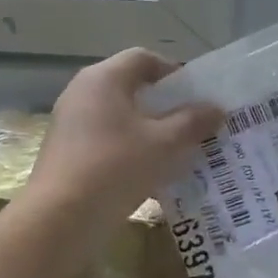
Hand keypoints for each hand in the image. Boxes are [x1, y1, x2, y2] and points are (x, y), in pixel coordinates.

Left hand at [28, 49, 222, 229]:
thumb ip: (193, 121)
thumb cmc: (116, 167)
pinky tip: (150, 172)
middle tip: (192, 123)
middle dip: (164, 104)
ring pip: (119, 116)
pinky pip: (106, 139)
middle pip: (131, 87)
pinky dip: (130, 148)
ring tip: (177, 150)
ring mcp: (70, 123)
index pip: (143, 58)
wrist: (61, 219)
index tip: (196, 96)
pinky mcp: (66, 152)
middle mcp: (82, 92)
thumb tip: (216, 108)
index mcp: (104, 79)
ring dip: (149, 129)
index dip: (173, 72)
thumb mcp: (165, 143)